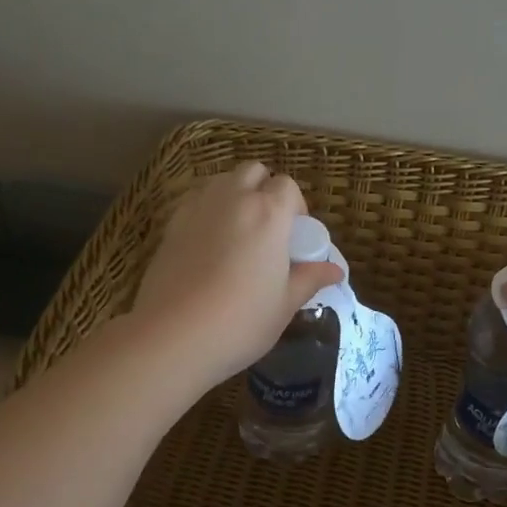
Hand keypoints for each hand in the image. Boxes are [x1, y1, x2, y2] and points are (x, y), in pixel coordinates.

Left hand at [130, 163, 343, 389]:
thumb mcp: (284, 304)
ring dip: (234, 195)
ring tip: (237, 233)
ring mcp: (197, 208)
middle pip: (252, 171)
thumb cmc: (241, 321)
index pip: (287, 186)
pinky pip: (196, 201)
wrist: (174, 335)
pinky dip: (207, 210)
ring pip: (221, 181)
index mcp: (268, 213)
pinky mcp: (170, 225)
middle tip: (267, 229)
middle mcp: (232, 198)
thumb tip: (335, 270)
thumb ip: (309, 279)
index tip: (294, 236)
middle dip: (263, 189)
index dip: (295, 206)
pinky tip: (208, 244)